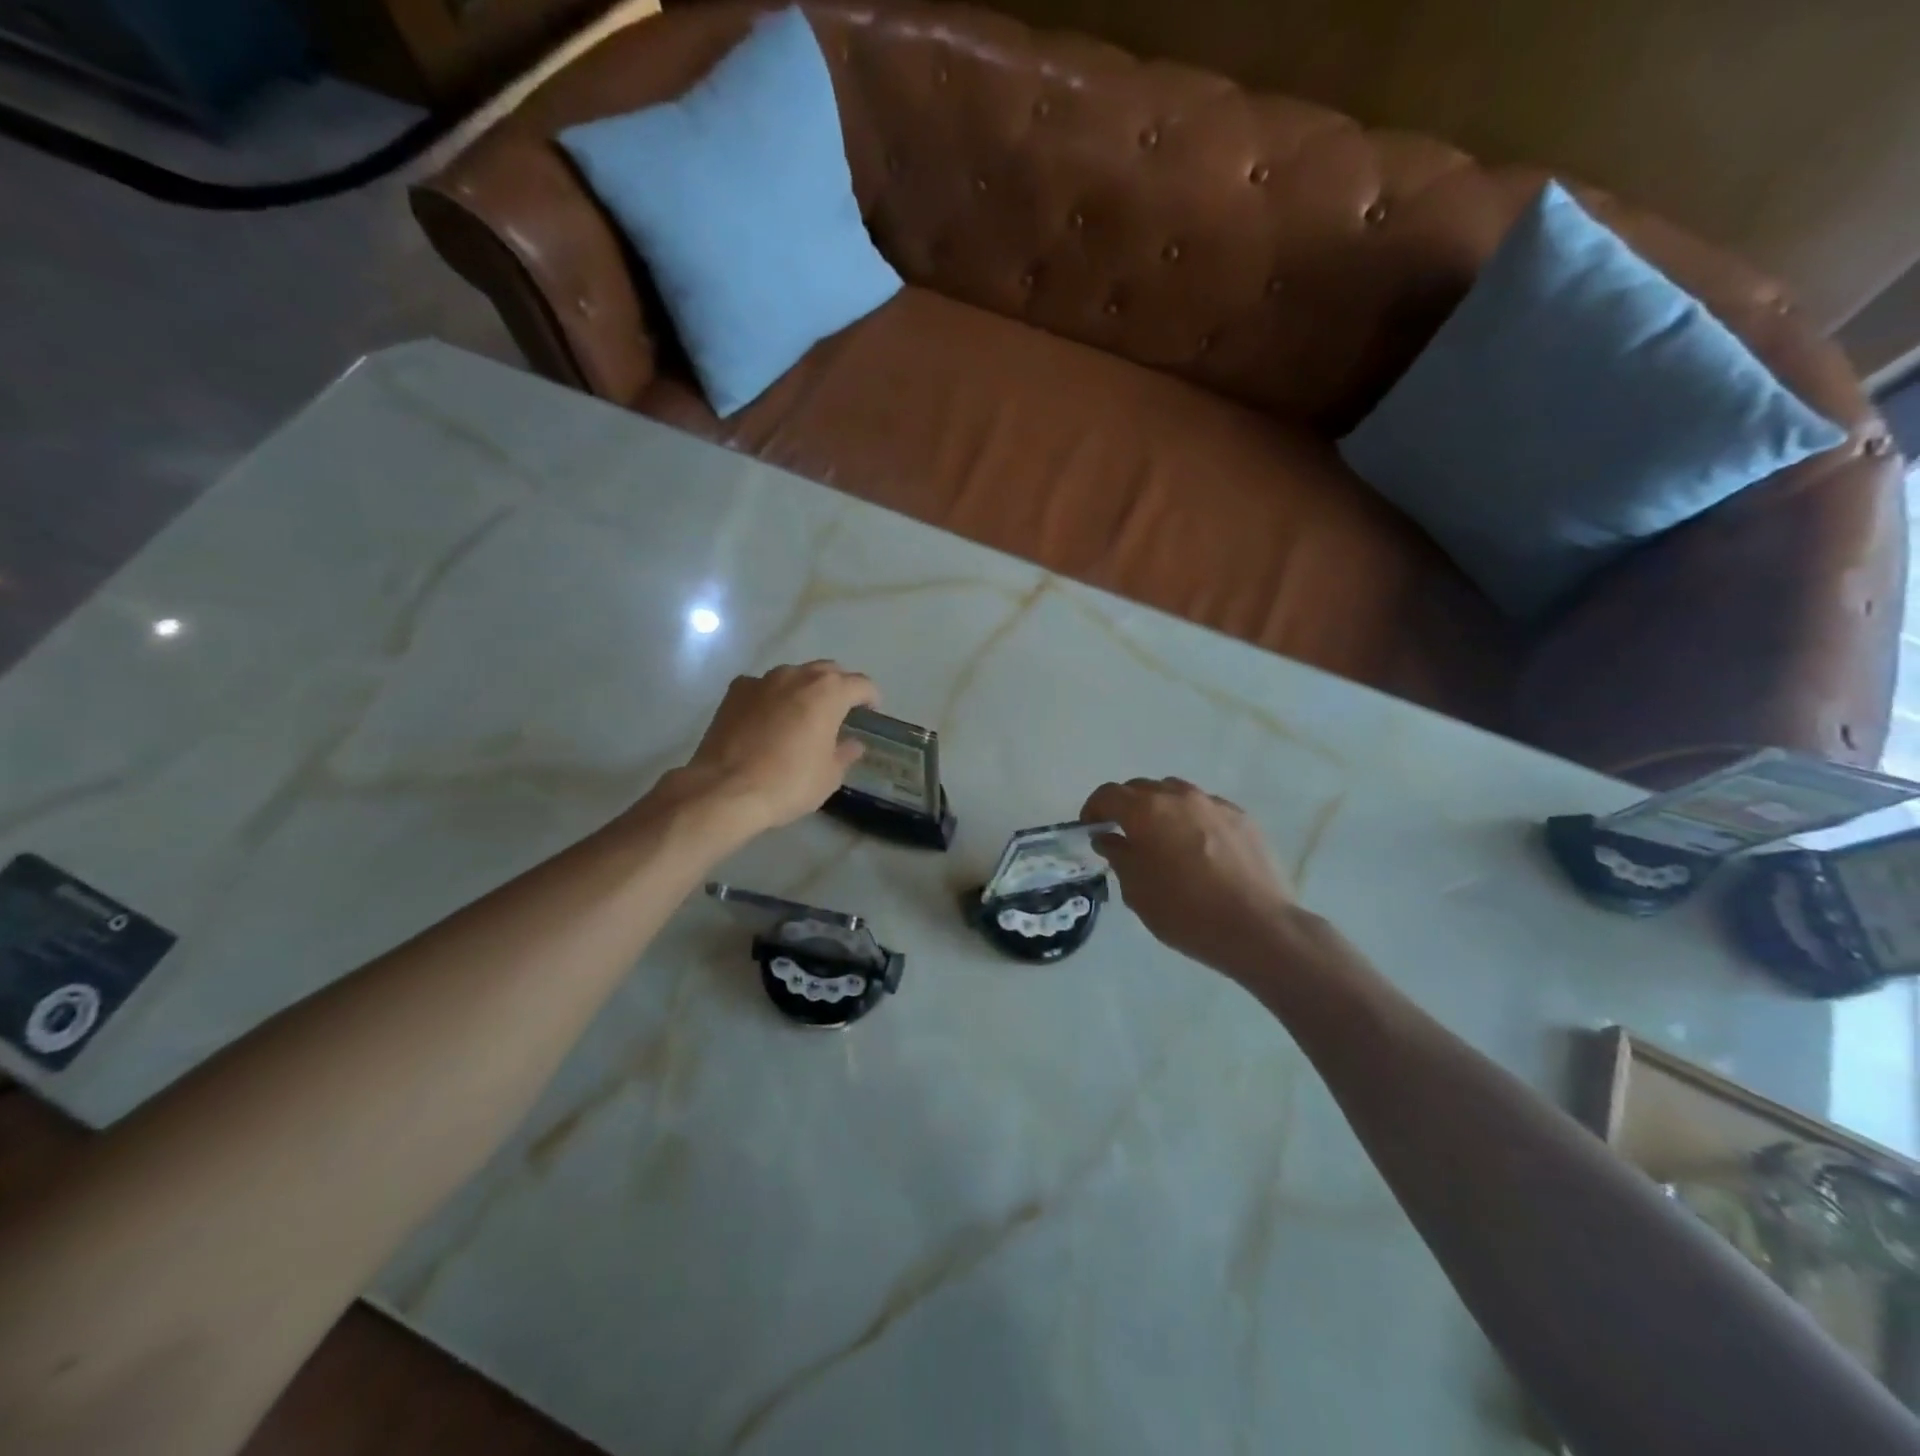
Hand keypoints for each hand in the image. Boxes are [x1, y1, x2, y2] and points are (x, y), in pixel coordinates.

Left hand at [674, 662, 879, 832]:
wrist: (725, 789)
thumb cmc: (788, 783)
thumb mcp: (829, 776)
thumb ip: (844, 754)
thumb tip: (853, 744)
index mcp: (829, 692)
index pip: (861, 684)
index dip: (870, 697)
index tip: (871, 712)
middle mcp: (798, 676)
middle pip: (828, 671)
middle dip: (838, 687)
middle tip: (839, 712)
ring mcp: (763, 680)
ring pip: (794, 675)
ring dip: (803, 690)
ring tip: (801, 715)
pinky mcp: (735, 691)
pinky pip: (763, 687)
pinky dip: (771, 698)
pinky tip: (767, 720)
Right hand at [1082, 777, 1307, 982]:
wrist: (1258, 927)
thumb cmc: (1185, 912)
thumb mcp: (1137, 891)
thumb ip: (1119, 856)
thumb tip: (1109, 838)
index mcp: (1146, 811)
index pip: (1108, 795)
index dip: (1094, 809)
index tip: (1091, 829)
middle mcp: (1179, 796)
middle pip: (1142, 788)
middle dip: (1126, 806)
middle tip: (1124, 834)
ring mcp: (1214, 804)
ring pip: (1176, 793)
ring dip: (1160, 808)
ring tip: (1163, 838)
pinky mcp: (1242, 818)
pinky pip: (1206, 808)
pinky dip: (1192, 819)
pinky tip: (1199, 848)